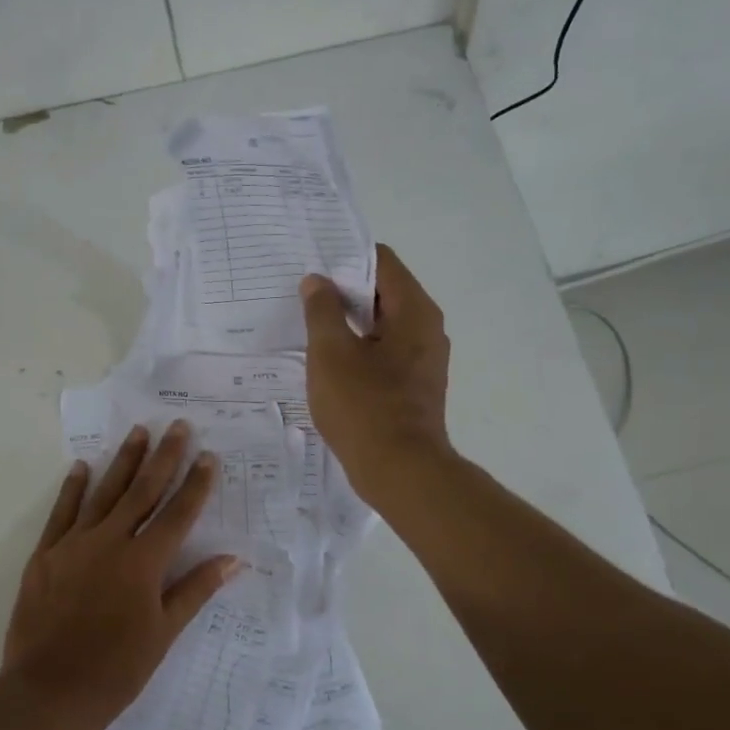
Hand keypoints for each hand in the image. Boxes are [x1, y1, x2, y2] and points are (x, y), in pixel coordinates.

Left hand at [2, 421, 240, 726]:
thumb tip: (233, 559)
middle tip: (177, 426)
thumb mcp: (163, 633)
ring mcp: (74, 544)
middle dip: (163, 457)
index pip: (178, 514)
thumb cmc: (116, 669)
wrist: (49, 691)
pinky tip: (82, 465)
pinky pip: (62, 512)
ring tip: (138, 432)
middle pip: (143, 491)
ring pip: (105, 492)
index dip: (196, 484)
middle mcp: (111, 542)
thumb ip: (195, 590)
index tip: (209, 457)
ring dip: (124, 461)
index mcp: (144, 563)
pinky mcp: (46, 554)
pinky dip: (73, 488)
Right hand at [299, 243, 452, 504]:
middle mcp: (427, 329)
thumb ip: (322, 311)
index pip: (381, 262)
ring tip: (309, 325)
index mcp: (414, 311)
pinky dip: (358, 349)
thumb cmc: (364, 407)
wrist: (400, 472)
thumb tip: (317, 282)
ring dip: (348, 323)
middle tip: (302, 294)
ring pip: (382, 325)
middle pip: (383, 292)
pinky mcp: (414, 386)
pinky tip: (327, 362)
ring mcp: (423, 360)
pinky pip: (383, 353)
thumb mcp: (331, 354)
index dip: (345, 258)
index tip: (312, 263)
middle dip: (343, 291)